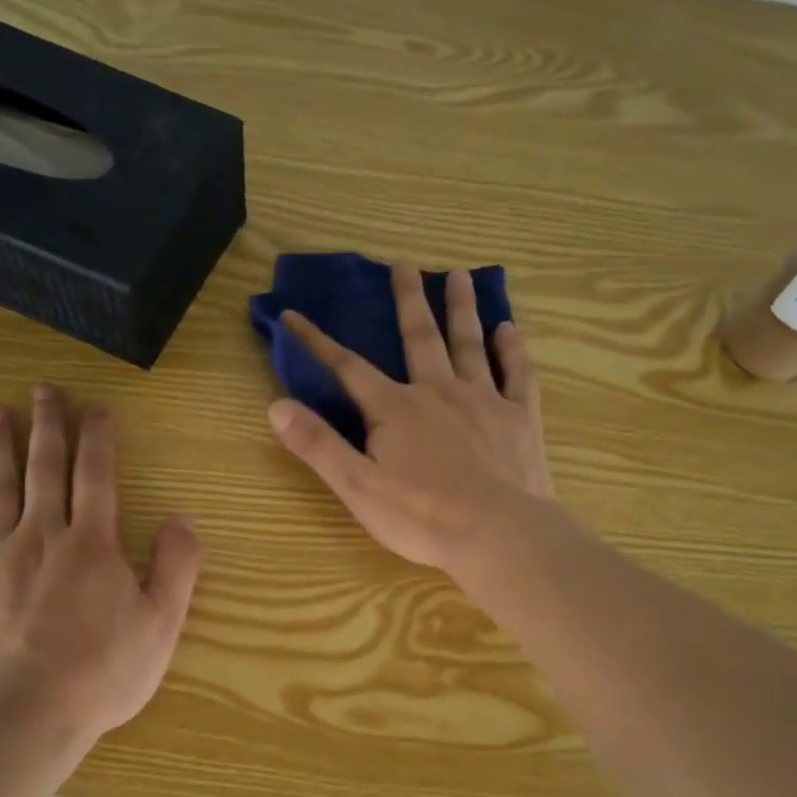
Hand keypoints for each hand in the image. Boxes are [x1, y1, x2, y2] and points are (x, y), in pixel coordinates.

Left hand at [0, 387, 202, 737]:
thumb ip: (176, 568)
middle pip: (45, 470)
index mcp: (92, 546)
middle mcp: (41, 537)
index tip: (98, 408)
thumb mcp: (161, 625)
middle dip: (47, 427)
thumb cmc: (101, 674)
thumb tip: (182, 519)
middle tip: (43, 390)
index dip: (99, 438)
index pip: (98, 476)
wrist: (20, 717)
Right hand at [267, 261, 554, 571]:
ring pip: (469, 344)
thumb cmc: (422, 516)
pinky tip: (509, 329)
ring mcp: (485, 400)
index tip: (292, 315)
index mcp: (396, 409)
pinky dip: (512, 350)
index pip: (348, 368)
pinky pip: (517, 374)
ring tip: (459, 276)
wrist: (498, 533)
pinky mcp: (520, 418)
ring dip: (462, 309)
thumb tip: (276, 406)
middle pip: (420, 337)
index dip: (317, 342)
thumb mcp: (357, 486)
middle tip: (404, 263)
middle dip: (408, 300)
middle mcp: (439, 391)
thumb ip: (318, 445)